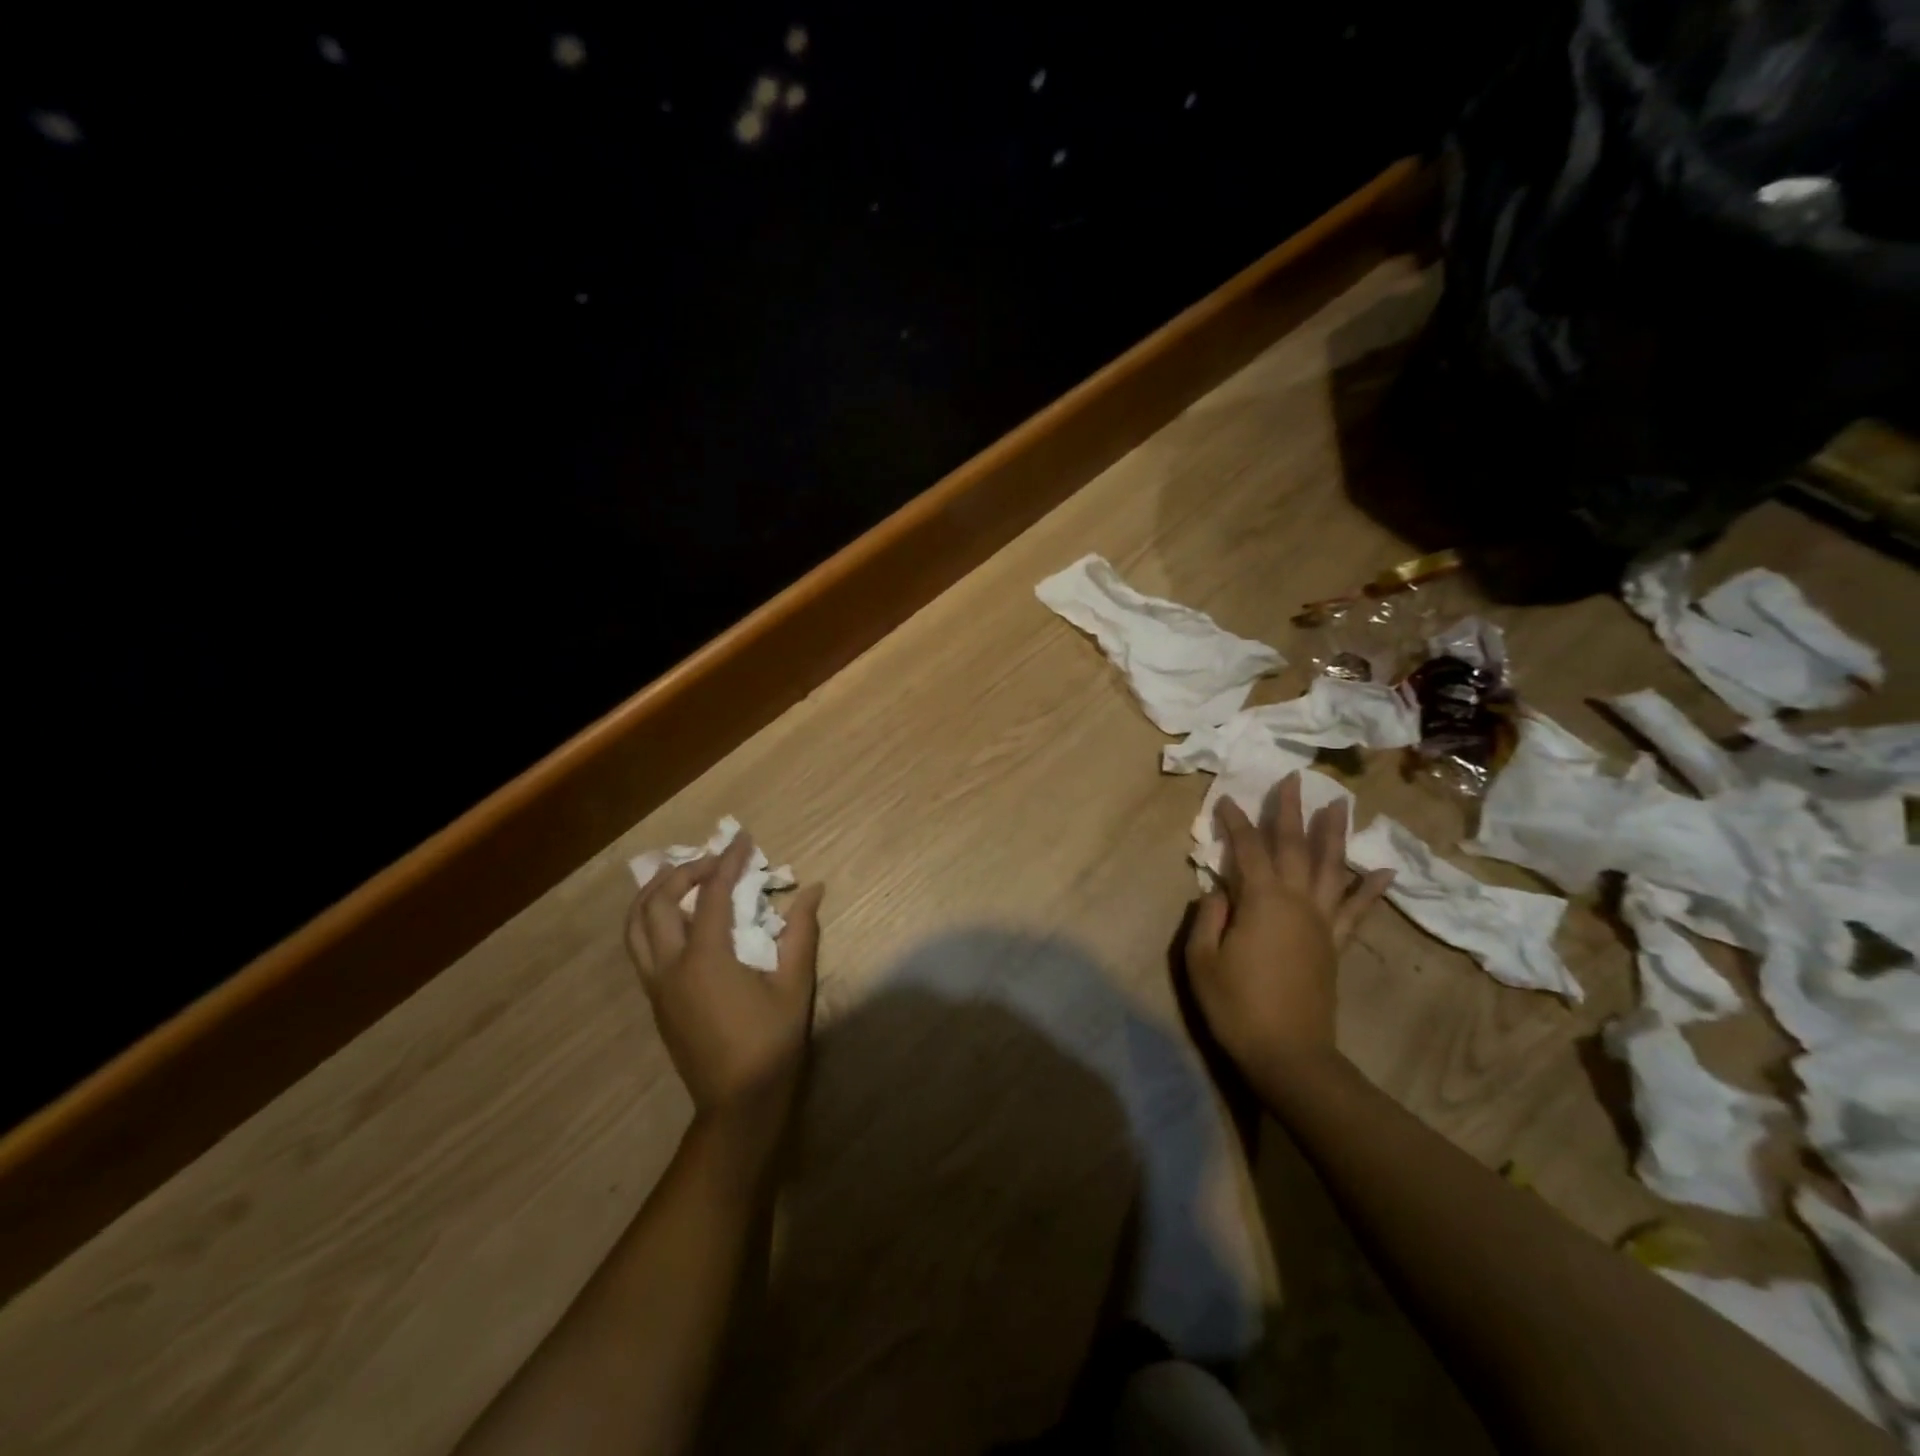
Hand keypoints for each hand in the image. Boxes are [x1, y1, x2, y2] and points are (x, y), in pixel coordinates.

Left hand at [626, 833, 824, 1166]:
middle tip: (714, 861)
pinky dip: (652, 920)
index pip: (712, 894)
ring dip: (655, 894)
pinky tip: (679, 920)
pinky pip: (640, 948)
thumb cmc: (771, 1043)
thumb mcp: (794, 985)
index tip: (743, 840)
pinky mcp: (656, 1001)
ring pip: (636, 926)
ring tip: (684, 879)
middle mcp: (670, 966)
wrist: (738, 1104)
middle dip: (683, 871)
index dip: (728, 861)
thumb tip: (813, 890)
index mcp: (705, 959)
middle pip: (658, 902)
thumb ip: (801, 932)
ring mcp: (657, 986)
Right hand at [1185, 773, 1392, 1091]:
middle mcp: (1297, 901)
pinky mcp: (1335, 944)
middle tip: (1294, 779)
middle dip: (1290, 811)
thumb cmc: (1236, 1006)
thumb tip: (1220, 890)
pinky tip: (1383, 871)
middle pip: (1293, 846)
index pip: (1246, 848)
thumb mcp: (1202, 960)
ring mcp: (1322, 922)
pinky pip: (1356, 910)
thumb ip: (1209, 917)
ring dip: (1333, 834)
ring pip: (1330, 867)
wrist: (1289, 1054)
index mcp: (1261, 901)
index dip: (1235, 822)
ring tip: (1339, 805)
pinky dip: (1370, 889)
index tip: (1225, 800)